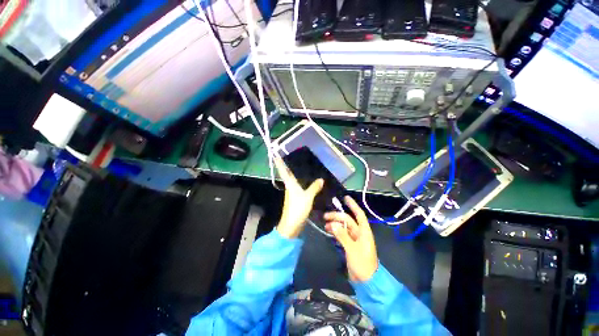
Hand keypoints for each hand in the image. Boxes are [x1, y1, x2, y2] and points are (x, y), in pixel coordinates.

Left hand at [274, 157, 323, 238]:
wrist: (292, 225)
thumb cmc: (297, 209)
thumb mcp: (307, 197)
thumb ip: (314, 188)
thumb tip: (321, 179)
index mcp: (290, 184)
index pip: (283, 171)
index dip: (280, 163)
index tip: (276, 155)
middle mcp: (289, 186)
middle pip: (287, 174)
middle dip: (287, 166)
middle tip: (292, 156)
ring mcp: (292, 193)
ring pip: (293, 180)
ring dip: (294, 173)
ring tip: (301, 165)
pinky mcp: (295, 198)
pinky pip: (298, 186)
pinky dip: (301, 181)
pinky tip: (306, 180)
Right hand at [324, 196, 377, 281]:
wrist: (366, 281)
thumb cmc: (362, 264)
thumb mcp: (352, 249)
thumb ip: (342, 236)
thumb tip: (332, 224)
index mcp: (364, 231)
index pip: (358, 214)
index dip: (353, 205)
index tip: (345, 198)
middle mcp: (359, 233)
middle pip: (348, 220)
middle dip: (337, 216)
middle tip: (325, 216)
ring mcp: (354, 239)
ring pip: (344, 227)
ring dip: (335, 224)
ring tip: (325, 224)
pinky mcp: (349, 245)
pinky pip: (342, 234)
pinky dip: (335, 231)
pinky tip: (329, 231)